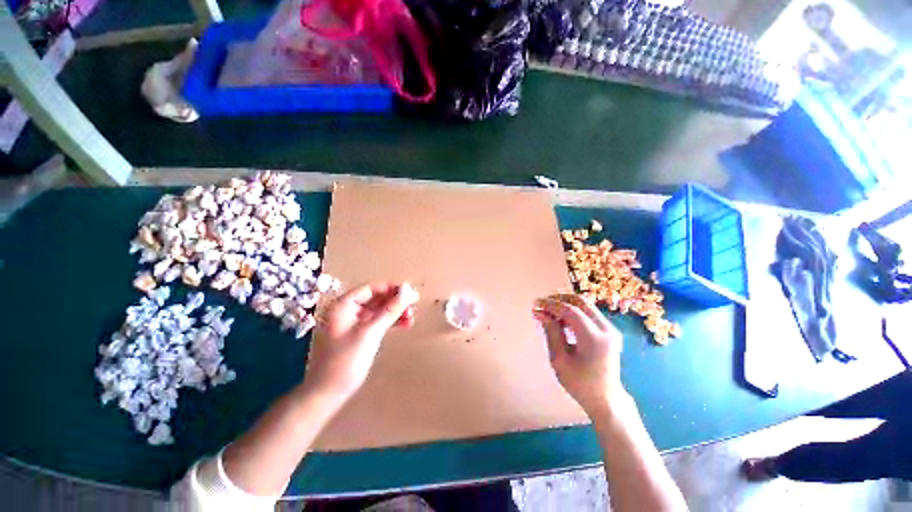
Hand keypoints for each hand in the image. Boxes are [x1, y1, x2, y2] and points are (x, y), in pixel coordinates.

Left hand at [301, 282, 419, 402]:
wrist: (326, 395)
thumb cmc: (345, 361)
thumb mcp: (370, 332)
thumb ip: (390, 310)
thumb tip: (408, 290)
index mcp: (343, 305)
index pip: (371, 288)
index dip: (392, 288)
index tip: (411, 292)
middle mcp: (347, 310)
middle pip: (376, 299)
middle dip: (395, 301)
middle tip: (414, 305)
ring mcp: (352, 323)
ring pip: (378, 311)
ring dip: (395, 312)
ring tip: (412, 317)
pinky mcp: (358, 335)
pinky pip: (377, 322)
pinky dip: (390, 322)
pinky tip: (404, 324)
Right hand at [533, 294, 630, 416]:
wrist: (606, 399)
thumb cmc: (580, 384)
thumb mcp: (559, 360)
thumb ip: (551, 332)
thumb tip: (540, 312)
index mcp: (594, 339)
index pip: (570, 311)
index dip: (551, 305)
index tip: (536, 304)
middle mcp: (606, 330)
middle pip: (581, 301)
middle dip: (559, 299)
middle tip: (543, 304)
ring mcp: (610, 329)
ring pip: (585, 305)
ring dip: (566, 304)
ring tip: (549, 313)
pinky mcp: (609, 331)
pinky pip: (589, 313)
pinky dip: (573, 311)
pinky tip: (561, 320)